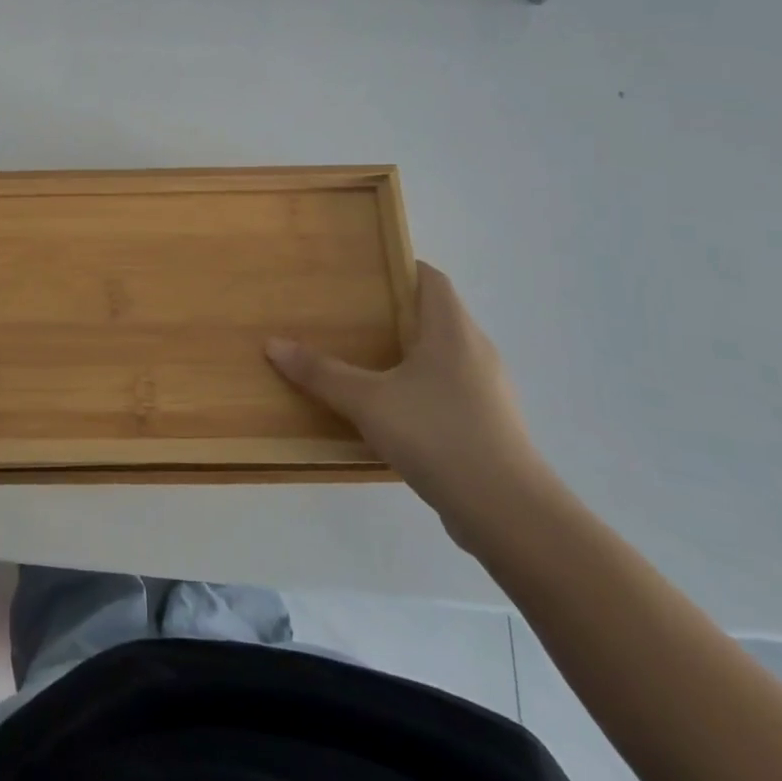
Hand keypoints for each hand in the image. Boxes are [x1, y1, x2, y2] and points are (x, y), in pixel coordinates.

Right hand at [265, 262, 549, 541]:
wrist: (508, 512)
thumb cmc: (438, 435)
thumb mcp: (368, 402)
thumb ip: (322, 373)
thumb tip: (273, 344)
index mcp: (453, 331)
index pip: (432, 279)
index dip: (401, 268)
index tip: (363, 272)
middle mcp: (476, 351)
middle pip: (436, 315)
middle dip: (395, 313)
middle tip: (350, 316)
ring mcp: (488, 390)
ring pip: (443, 356)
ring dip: (408, 354)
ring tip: (363, 361)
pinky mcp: (489, 425)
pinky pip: (449, 390)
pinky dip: (420, 388)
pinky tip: (391, 410)